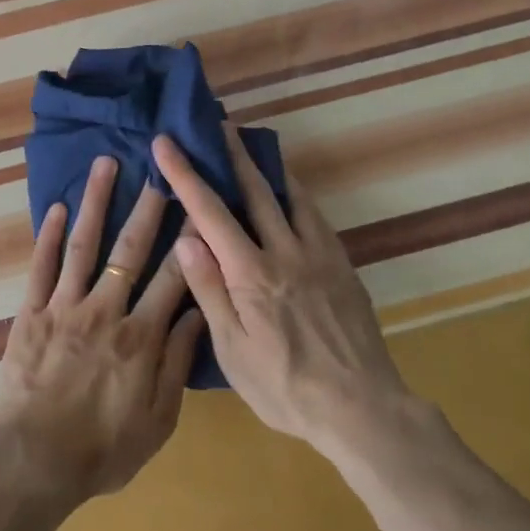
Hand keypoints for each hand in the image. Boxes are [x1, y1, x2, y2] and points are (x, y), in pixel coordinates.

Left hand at [0, 155, 203, 511]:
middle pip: (130, 249)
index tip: (200, 205)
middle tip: (158, 168)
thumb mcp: (158, 420)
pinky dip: (48, 235)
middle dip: (147, 206)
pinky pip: (41, 267)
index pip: (173, 277)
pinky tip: (55, 206)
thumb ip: (177, 364)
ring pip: (83, 244)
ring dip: (95, 202)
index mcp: (141, 337)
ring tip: (104, 164)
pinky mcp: (31, 313)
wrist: (34, 462)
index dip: (189, 240)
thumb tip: (196, 313)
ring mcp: (64, 307)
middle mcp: (105, 310)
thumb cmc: (102, 450)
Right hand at [152, 128, 415, 463]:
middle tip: (217, 123)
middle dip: (232, 153)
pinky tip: (290, 194)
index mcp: (251, 273)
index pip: (210, 212)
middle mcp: (285, 252)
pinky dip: (296, 194)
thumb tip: (186, 238)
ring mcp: (318, 255)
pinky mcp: (342, 265)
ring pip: (290, 196)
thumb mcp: (233, 350)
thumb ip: (210, 290)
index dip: (185, 174)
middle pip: (254, 190)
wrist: (362, 407)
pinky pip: (315, 216)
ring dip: (267, 167)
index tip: (166, 142)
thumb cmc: (285, 386)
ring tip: (253, 146)